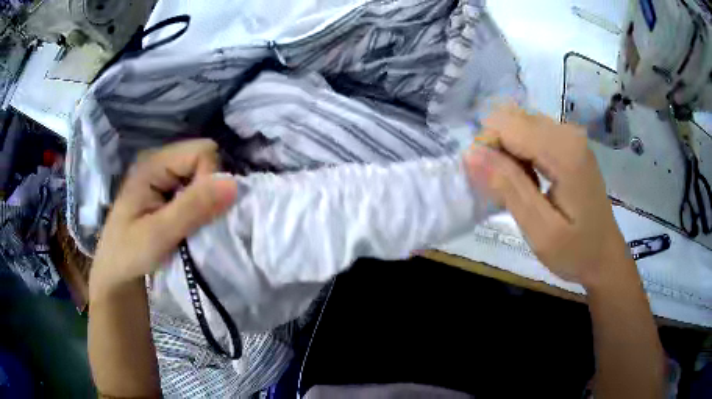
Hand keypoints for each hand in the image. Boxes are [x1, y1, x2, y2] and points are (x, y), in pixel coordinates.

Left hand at [90, 139, 237, 299]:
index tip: (200, 213)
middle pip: (204, 160)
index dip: (210, 180)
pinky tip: (189, 225)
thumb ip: (193, 208)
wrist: (115, 274)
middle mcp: (159, 162)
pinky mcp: (166, 191)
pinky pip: (195, 189)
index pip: (202, 152)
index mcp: (153, 164)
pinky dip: (200, 207)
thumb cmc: (128, 255)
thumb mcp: (158, 235)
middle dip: (209, 191)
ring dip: (205, 202)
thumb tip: (234, 183)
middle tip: (195, 222)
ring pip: (202, 176)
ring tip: (191, 226)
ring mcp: (163, 176)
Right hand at [464, 104, 632, 288]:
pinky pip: (531, 133)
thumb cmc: (576, 251)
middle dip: (497, 150)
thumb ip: (508, 187)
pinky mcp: (569, 143)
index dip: (487, 149)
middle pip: (512, 119)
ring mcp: (570, 135)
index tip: (487, 184)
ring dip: (508, 153)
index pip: (507, 125)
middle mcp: (568, 133)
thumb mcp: (540, 230)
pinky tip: (530, 180)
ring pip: (519, 124)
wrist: (605, 256)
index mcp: (564, 152)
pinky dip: (521, 154)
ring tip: (519, 187)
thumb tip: (471, 153)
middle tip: (504, 189)